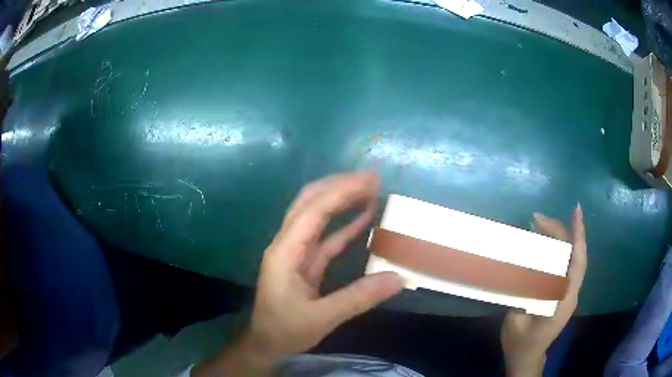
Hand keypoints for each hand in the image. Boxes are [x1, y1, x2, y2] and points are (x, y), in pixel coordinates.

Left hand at [193, 173, 402, 376]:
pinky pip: (325, 236)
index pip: (313, 211)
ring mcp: (295, 251)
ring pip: (316, 215)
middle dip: (339, 186)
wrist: (266, 342)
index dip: (341, 191)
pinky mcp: (304, 260)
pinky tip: (364, 217)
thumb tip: (398, 278)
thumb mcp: (322, 318)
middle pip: (310, 202)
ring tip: (370, 189)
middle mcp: (287, 244)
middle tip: (372, 179)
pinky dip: (344, 224)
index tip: (369, 180)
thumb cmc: (285, 330)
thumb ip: (359, 298)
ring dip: (341, 200)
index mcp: (285, 252)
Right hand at [500, 205, 586, 376]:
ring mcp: (568, 292)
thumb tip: (523, 267)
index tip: (576, 212)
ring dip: (559, 237)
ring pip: (570, 258)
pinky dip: (557, 249)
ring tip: (540, 224)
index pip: (577, 263)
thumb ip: (523, 294)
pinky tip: (544, 241)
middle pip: (574, 255)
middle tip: (537, 218)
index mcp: (563, 301)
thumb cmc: (521, 343)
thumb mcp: (517, 321)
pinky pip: (563, 265)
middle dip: (561, 232)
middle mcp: (570, 292)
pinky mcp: (562, 292)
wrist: (527, 357)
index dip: (578, 237)